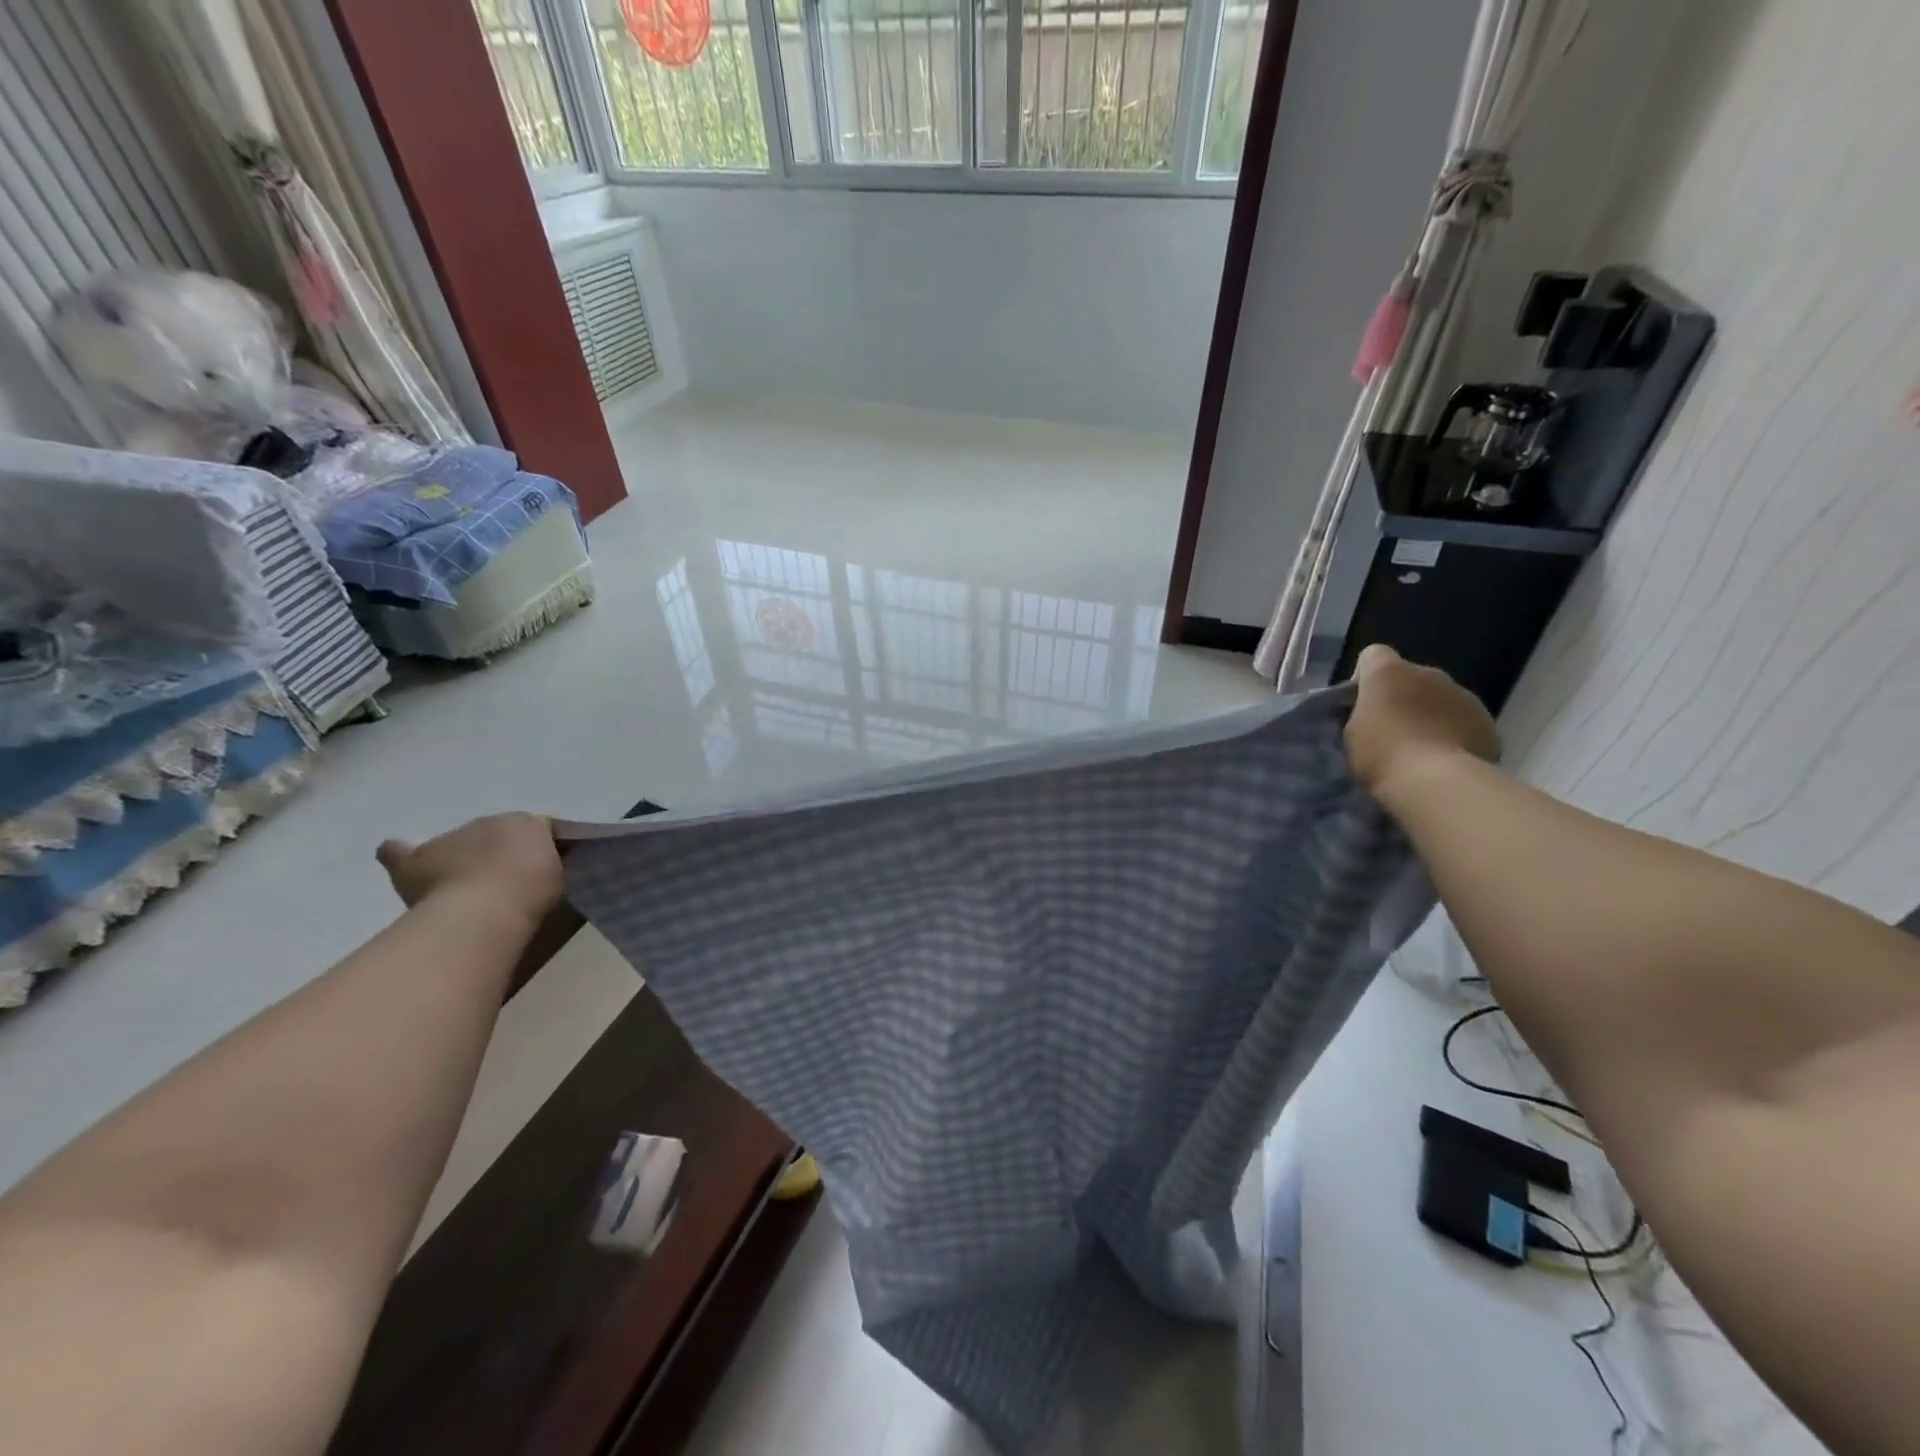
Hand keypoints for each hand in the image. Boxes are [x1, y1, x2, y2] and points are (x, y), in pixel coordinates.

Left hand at [376, 813, 562, 924]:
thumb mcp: (562, 877)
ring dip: (462, 857)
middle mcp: (488, 823)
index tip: (549, 867)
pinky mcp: (413, 864)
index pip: (538, 828)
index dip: (543, 847)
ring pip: (457, 843)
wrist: (483, 912)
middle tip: (509, 881)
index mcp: (528, 823)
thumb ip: (553, 866)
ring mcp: (449, 840)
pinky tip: (393, 851)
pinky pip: (400, 853)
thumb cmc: (529, 892)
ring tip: (467, 885)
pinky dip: (398, 852)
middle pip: (496, 834)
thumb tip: (540, 870)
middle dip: (501, 850)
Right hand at [1345, 644, 1499, 794]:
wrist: (1438, 783)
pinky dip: (1454, 732)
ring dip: (1430, 714)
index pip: (1373, 655)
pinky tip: (1445, 759)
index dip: (1366, 677)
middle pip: (1410, 677)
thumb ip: (1362, 712)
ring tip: (1422, 749)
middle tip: (1392, 731)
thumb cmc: (1383, 754)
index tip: (1362, 705)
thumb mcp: (1352, 733)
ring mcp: (1463, 694)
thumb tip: (1375, 711)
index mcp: (1389, 672)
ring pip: (1440, 697)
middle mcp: (1429, 673)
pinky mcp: (1487, 720)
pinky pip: (1463, 720)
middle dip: (1402, 697)